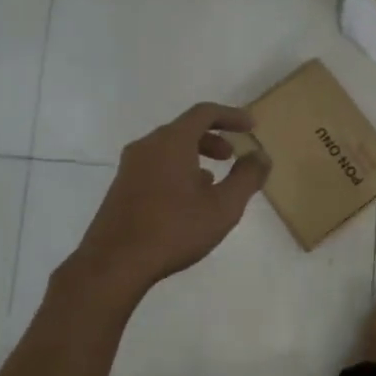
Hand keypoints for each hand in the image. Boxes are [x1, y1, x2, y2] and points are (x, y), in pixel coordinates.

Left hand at [72, 103, 269, 300]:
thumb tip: (261, 155)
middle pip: (184, 129)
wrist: (114, 263)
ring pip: (168, 149)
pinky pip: (155, 166)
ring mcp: (130, 167)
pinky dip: (177, 170)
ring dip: (194, 156)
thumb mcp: (223, 206)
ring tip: (212, 180)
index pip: (204, 113)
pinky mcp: (121, 187)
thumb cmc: (175, 230)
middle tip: (231, 156)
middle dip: (212, 138)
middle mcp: (147, 146)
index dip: (231, 116)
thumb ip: (247, 177)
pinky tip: (186, 200)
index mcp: (172, 142)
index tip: (251, 126)